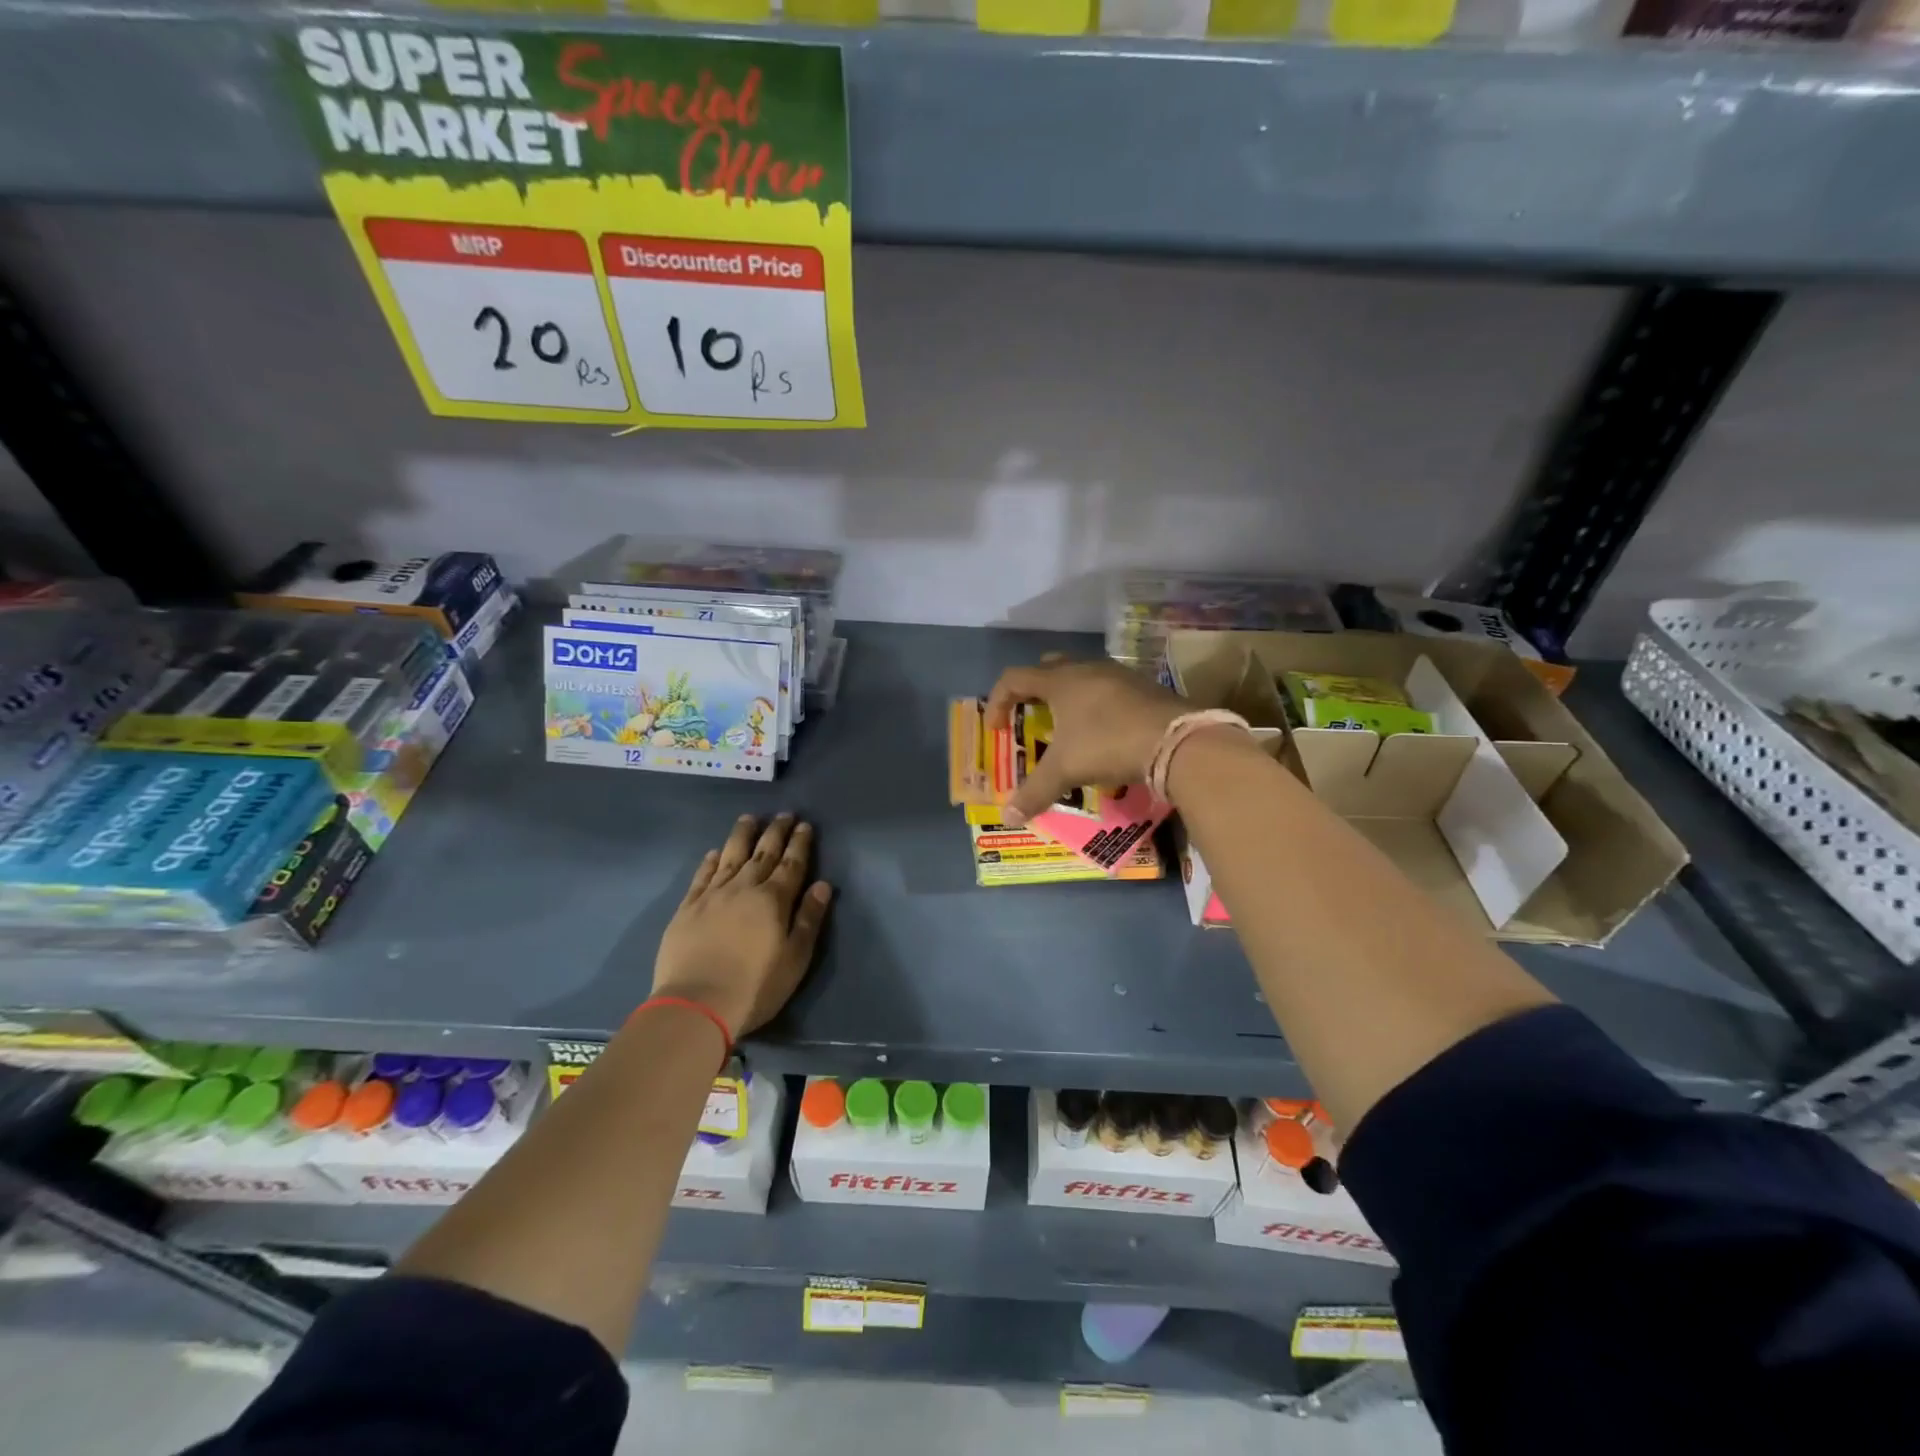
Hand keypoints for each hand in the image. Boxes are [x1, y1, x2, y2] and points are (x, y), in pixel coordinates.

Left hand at [653, 814, 832, 1037]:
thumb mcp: (795, 958)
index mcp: (774, 900)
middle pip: (763, 853)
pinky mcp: (687, 908)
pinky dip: (711, 861)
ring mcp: (713, 895)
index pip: (791, 864)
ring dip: (743, 835)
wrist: (696, 1004)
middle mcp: (744, 888)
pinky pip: (702, 875)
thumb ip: (809, 919)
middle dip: (775, 832)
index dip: (799, 843)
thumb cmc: (755, 986)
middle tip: (784, 814)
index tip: (804, 825)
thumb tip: (822, 885)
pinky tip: (715, 852)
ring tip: (749, 818)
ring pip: (731, 856)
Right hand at [985, 657, 1185, 824]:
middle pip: (1048, 668)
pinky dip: (1096, 704)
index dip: (997, 701)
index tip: (996, 730)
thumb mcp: (1066, 770)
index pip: (1014, 678)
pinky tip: (1103, 730)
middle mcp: (1086, 668)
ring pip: (1082, 675)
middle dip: (1033, 690)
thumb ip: (1034, 791)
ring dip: (1068, 696)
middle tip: (1030, 716)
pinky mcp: (1143, 686)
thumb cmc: (1108, 744)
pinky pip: (1108, 687)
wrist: (1176, 740)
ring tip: (1067, 725)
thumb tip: (1008, 816)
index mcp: (1060, 680)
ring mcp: (1118, 674)